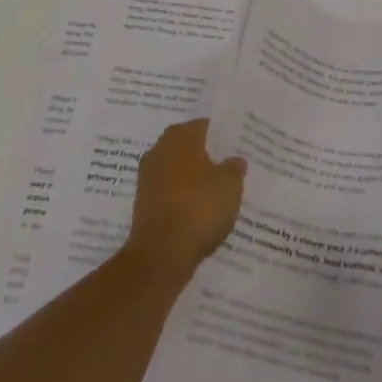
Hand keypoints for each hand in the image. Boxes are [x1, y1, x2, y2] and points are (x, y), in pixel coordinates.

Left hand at [127, 119, 246, 278]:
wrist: (161, 255)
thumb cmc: (199, 207)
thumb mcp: (230, 185)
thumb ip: (234, 168)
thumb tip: (235, 160)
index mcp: (180, 135)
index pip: (206, 127)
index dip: (224, 137)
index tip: (238, 149)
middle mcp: (160, 149)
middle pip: (190, 149)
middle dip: (208, 159)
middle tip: (231, 171)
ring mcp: (148, 177)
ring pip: (180, 173)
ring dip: (195, 182)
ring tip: (219, 196)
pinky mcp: (143, 205)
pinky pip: (171, 195)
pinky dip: (184, 202)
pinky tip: (200, 215)